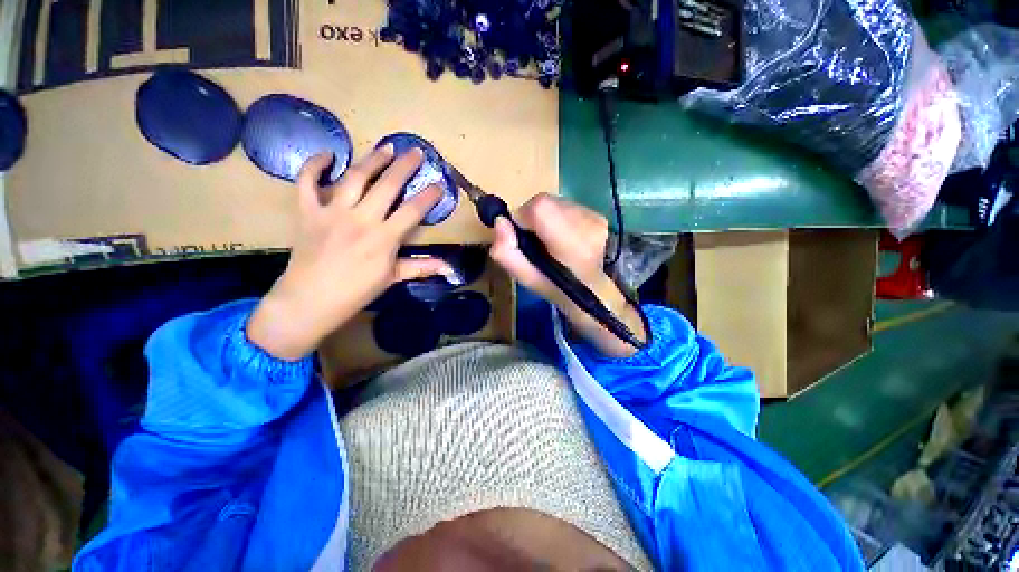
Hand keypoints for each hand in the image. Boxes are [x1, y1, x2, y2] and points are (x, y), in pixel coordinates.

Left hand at [247, 146, 448, 359]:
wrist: (309, 301)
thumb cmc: (356, 292)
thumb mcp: (392, 279)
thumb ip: (420, 267)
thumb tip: (448, 267)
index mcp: (384, 238)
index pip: (413, 210)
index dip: (429, 196)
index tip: (439, 185)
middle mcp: (361, 219)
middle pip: (388, 185)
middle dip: (405, 166)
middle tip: (416, 151)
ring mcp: (332, 212)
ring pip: (355, 177)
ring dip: (372, 159)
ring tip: (386, 147)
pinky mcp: (308, 211)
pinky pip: (307, 182)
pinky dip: (314, 166)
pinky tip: (328, 156)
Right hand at [489, 194, 645, 357]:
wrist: (594, 292)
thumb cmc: (558, 289)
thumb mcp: (526, 278)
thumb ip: (507, 253)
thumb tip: (500, 221)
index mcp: (571, 244)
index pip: (540, 207)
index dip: (524, 218)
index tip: (523, 236)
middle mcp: (587, 224)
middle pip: (545, 202)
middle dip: (533, 218)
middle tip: (536, 241)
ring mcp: (595, 217)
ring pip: (555, 203)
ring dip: (546, 218)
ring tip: (551, 241)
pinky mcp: (598, 215)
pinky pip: (567, 206)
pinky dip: (558, 218)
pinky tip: (564, 237)